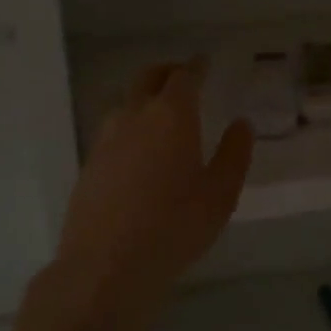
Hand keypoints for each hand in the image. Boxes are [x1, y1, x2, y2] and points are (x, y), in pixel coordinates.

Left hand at [11, 63, 252, 330]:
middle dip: (168, 72)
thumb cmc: (175, 227)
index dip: (196, 67)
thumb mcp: (220, 194)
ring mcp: (105, 139)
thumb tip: (241, 125)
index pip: (184, 77)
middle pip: (148, 78)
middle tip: (184, 78)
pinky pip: (113, 131)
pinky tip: (139, 152)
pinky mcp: (90, 164)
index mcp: (171, 116)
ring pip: (127, 104)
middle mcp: (134, 117)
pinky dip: (130, 127)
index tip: (205, 63)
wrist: (106, 266)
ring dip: (145, 98)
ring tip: (163, 115)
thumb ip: (234, 154)